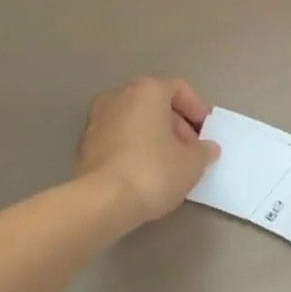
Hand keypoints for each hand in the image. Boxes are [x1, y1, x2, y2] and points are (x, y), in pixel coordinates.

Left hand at [76, 77, 220, 229]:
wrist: (101, 203)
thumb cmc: (153, 171)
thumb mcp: (192, 163)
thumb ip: (204, 151)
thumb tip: (207, 148)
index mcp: (147, 91)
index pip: (178, 88)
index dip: (196, 109)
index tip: (205, 132)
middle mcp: (118, 97)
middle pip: (154, 104)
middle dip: (175, 125)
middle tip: (190, 150)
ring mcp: (96, 120)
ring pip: (134, 121)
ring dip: (153, 137)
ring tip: (168, 164)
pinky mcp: (83, 146)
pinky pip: (117, 139)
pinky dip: (132, 149)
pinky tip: (144, 173)